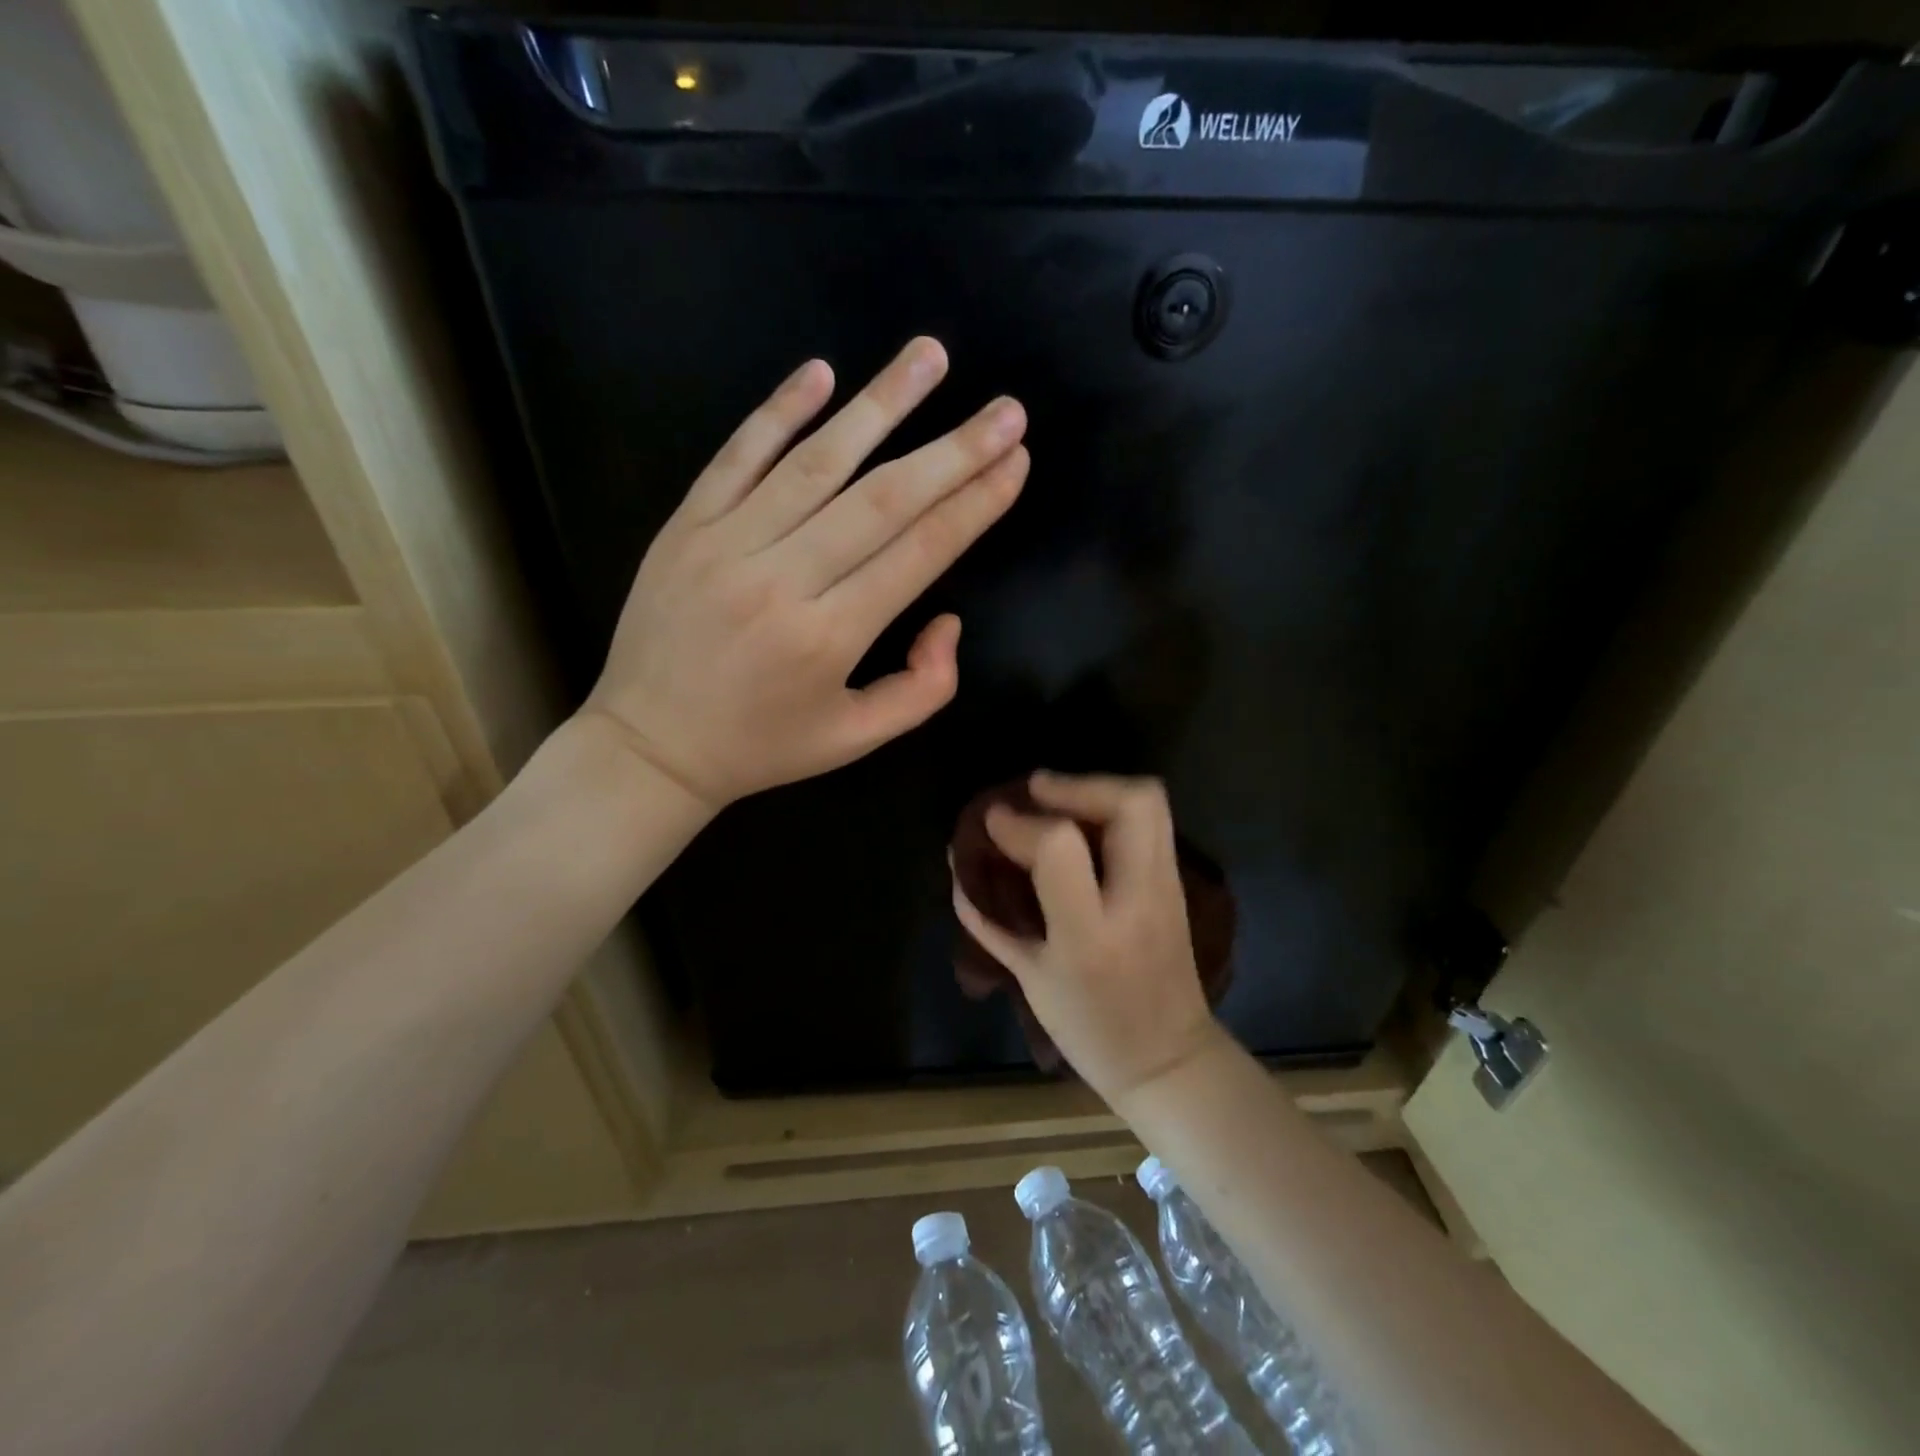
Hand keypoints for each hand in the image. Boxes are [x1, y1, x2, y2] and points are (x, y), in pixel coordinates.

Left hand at [581, 338, 1027, 809]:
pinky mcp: (686, 526)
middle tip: (1007, 409)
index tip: (1017, 461)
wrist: (648, 747)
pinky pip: (737, 456)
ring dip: (880, 403)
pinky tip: (822, 372)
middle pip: (883, 499)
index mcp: (830, 636)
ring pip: (816, 461)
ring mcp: (728, 544)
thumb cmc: (762, 747)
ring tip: (929, 355)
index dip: (975, 504)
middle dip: (954, 449)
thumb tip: (948, 619)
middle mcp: (784, 579)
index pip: (920, 552)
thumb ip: (922, 689)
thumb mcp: (855, 740)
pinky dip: (779, 411)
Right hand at [951, 771, 1226, 1100]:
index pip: (1060, 847)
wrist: (1168, 1061)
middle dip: (1078, 783)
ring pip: (1151, 802)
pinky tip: (1082, 816)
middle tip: (1036, 791)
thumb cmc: (1089, 1030)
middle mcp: (1137, 900)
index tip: (992, 820)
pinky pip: (1153, 823)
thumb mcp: (1030, 981)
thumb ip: (991, 923)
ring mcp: (1167, 889)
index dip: (1019, 824)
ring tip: (1056, 798)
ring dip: (1098, 789)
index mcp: (1090, 934)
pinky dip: (1113, 808)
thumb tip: (957, 867)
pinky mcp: (1177, 885)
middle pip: (1132, 803)